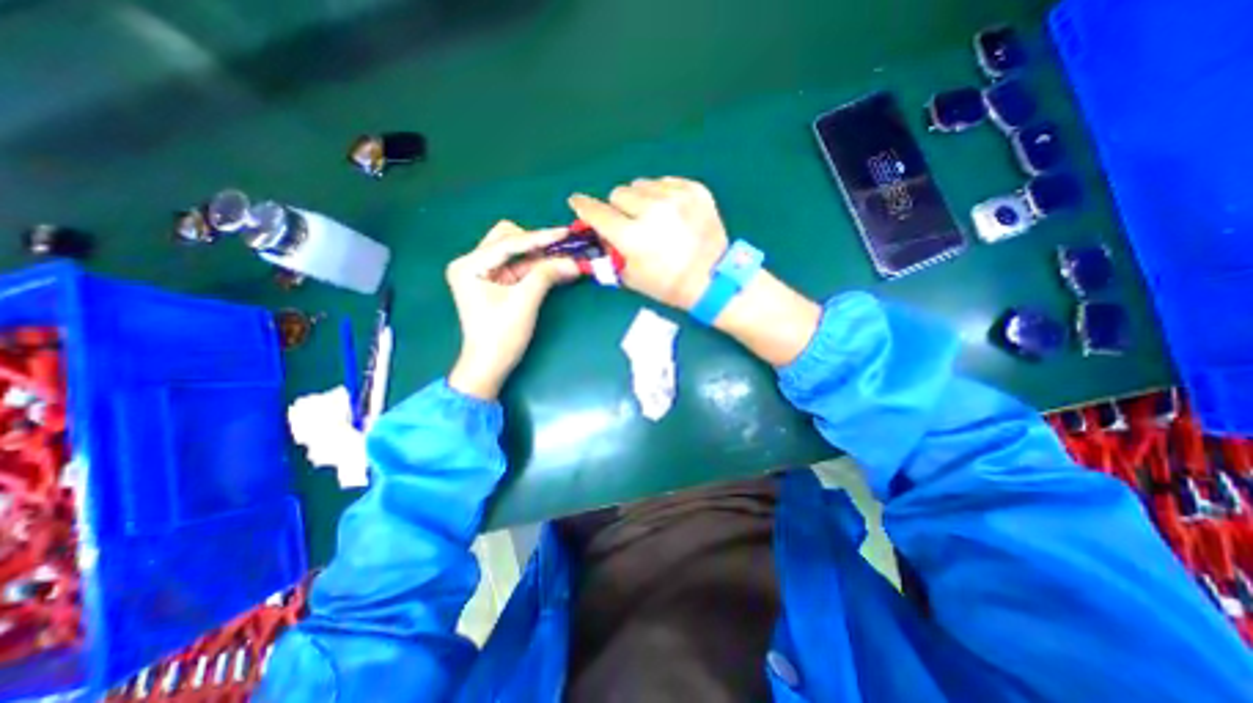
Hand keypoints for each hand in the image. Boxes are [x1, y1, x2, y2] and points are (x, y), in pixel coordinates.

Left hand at [444, 221, 575, 400]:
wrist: (489, 366)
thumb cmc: (501, 335)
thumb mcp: (525, 302)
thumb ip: (547, 275)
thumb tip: (574, 262)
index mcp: (469, 265)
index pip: (509, 243)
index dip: (540, 238)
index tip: (565, 233)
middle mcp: (472, 263)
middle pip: (508, 240)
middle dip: (537, 244)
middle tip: (563, 250)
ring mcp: (482, 273)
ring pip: (515, 253)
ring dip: (539, 256)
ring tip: (565, 259)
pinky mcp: (494, 284)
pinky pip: (517, 268)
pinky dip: (536, 268)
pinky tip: (556, 269)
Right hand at [573, 177, 735, 307]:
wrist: (711, 279)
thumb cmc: (667, 284)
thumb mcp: (631, 276)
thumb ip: (610, 251)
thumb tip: (600, 232)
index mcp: (633, 236)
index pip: (597, 212)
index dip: (583, 207)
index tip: (577, 202)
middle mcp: (652, 210)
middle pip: (619, 193)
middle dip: (619, 208)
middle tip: (630, 223)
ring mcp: (676, 197)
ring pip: (641, 184)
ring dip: (641, 199)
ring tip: (654, 217)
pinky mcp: (695, 190)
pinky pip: (665, 182)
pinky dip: (662, 195)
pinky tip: (671, 212)